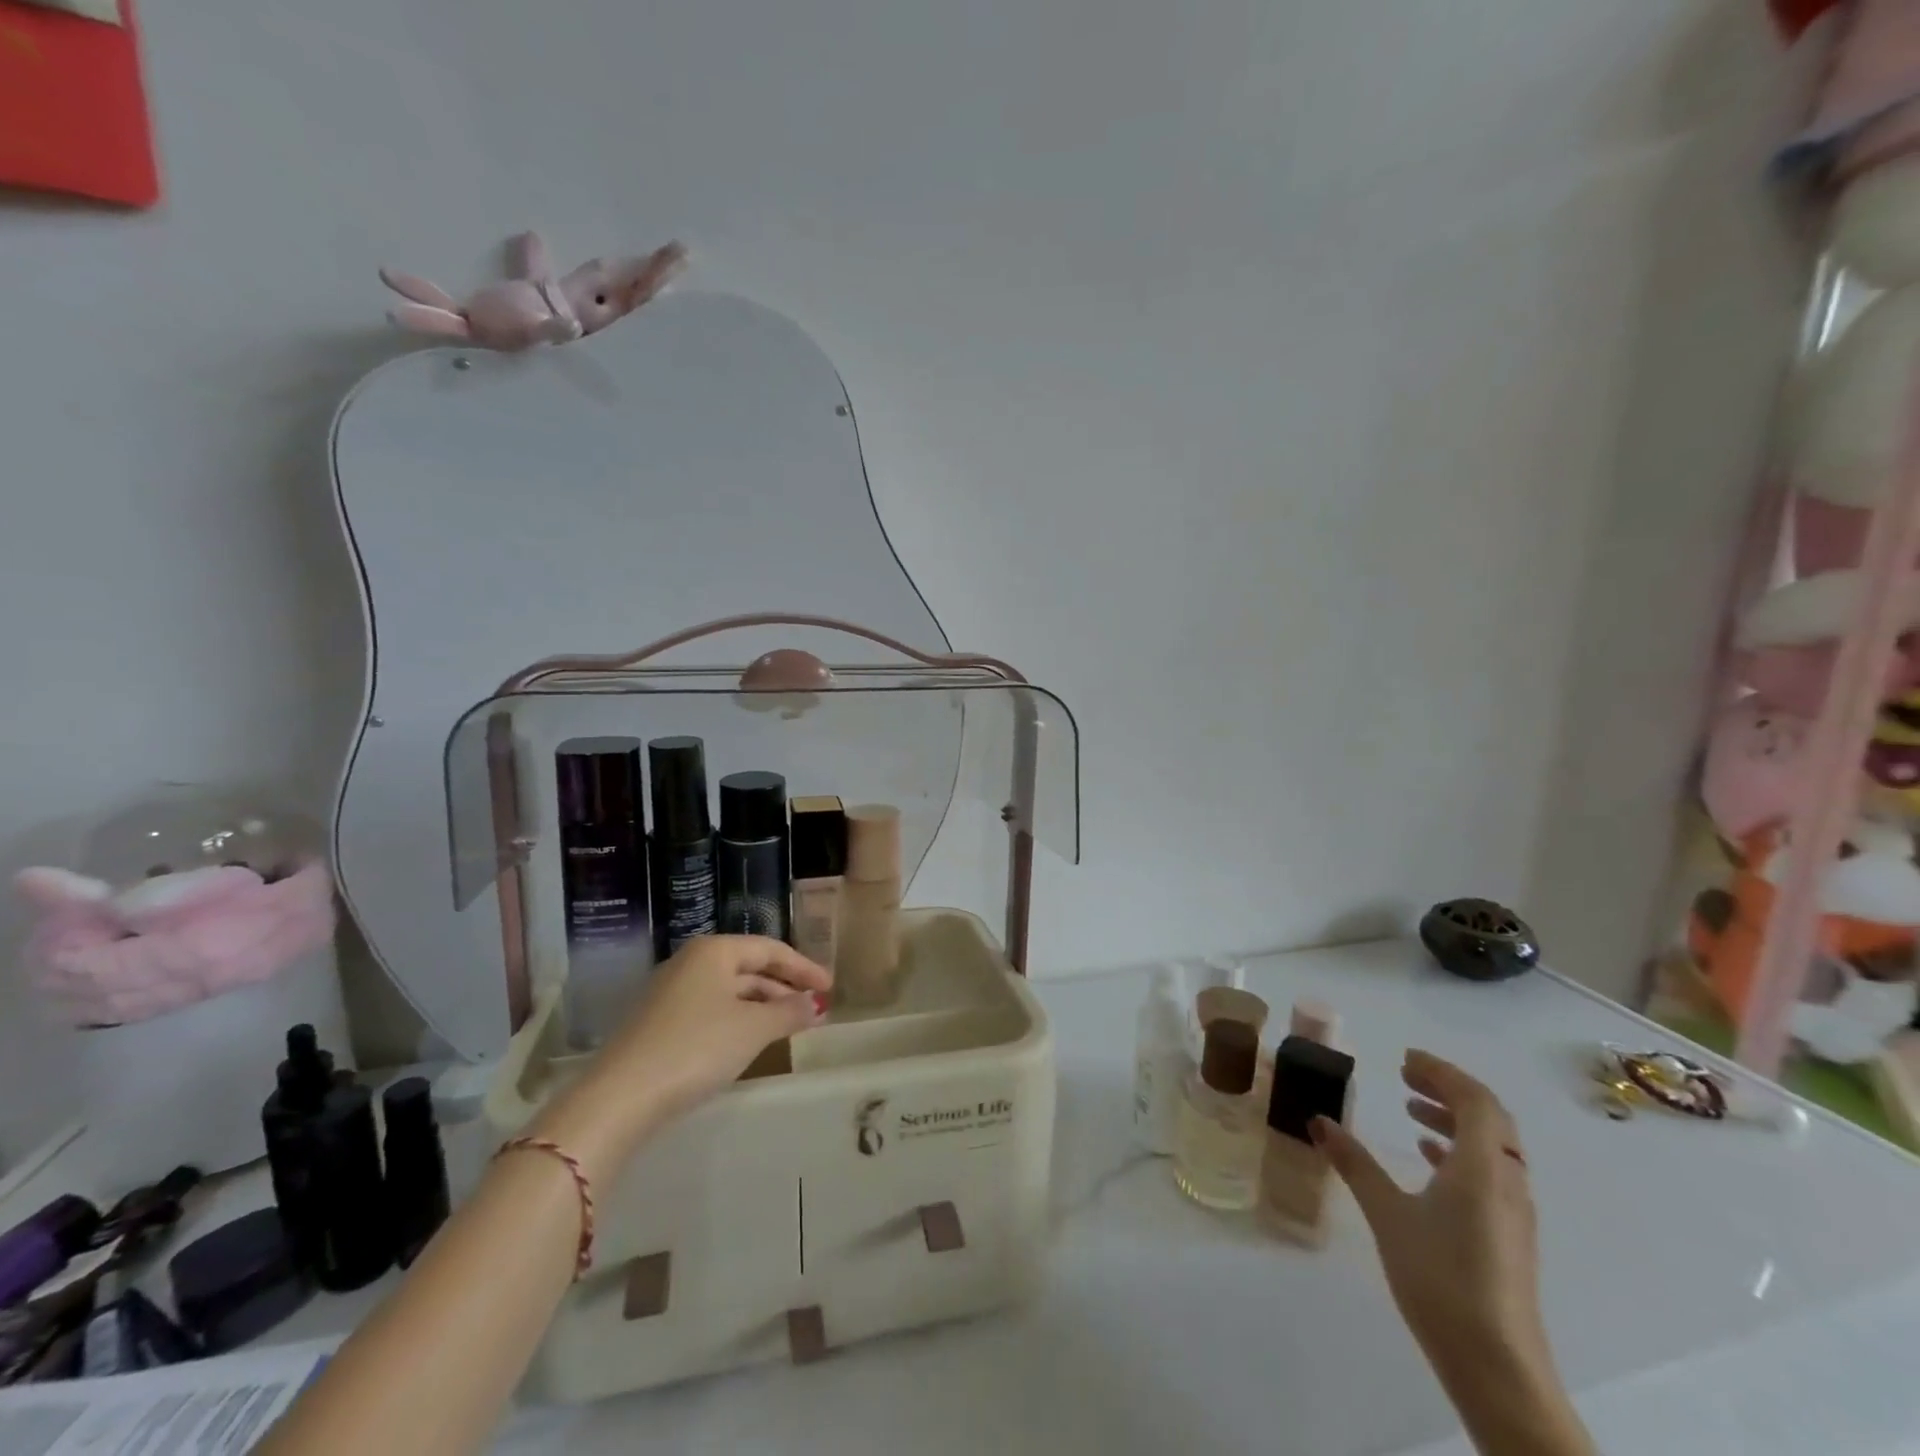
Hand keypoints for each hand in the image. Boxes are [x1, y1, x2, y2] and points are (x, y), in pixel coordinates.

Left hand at [604, 935, 829, 1115]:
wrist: (620, 1097)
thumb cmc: (697, 1047)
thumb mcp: (753, 1029)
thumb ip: (789, 1012)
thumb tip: (815, 1005)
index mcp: (714, 951)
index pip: (770, 949)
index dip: (804, 968)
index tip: (830, 988)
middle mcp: (691, 963)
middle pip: (749, 968)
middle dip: (784, 988)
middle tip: (814, 1008)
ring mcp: (670, 992)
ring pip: (730, 991)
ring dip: (763, 1006)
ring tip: (789, 1026)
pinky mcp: (658, 1023)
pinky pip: (711, 1010)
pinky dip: (738, 1020)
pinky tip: (750, 1041)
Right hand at [1314, 1050, 1545, 1374]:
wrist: (1496, 1367)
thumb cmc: (1440, 1278)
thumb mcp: (1387, 1214)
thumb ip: (1355, 1164)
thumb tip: (1320, 1121)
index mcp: (1483, 1166)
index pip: (1474, 1099)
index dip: (1441, 1072)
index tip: (1404, 1059)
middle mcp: (1507, 1180)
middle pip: (1489, 1117)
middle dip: (1448, 1089)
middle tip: (1406, 1076)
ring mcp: (1513, 1211)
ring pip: (1492, 1145)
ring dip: (1455, 1119)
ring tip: (1412, 1109)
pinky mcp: (1509, 1235)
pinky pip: (1490, 1171)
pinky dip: (1460, 1150)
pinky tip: (1428, 1158)